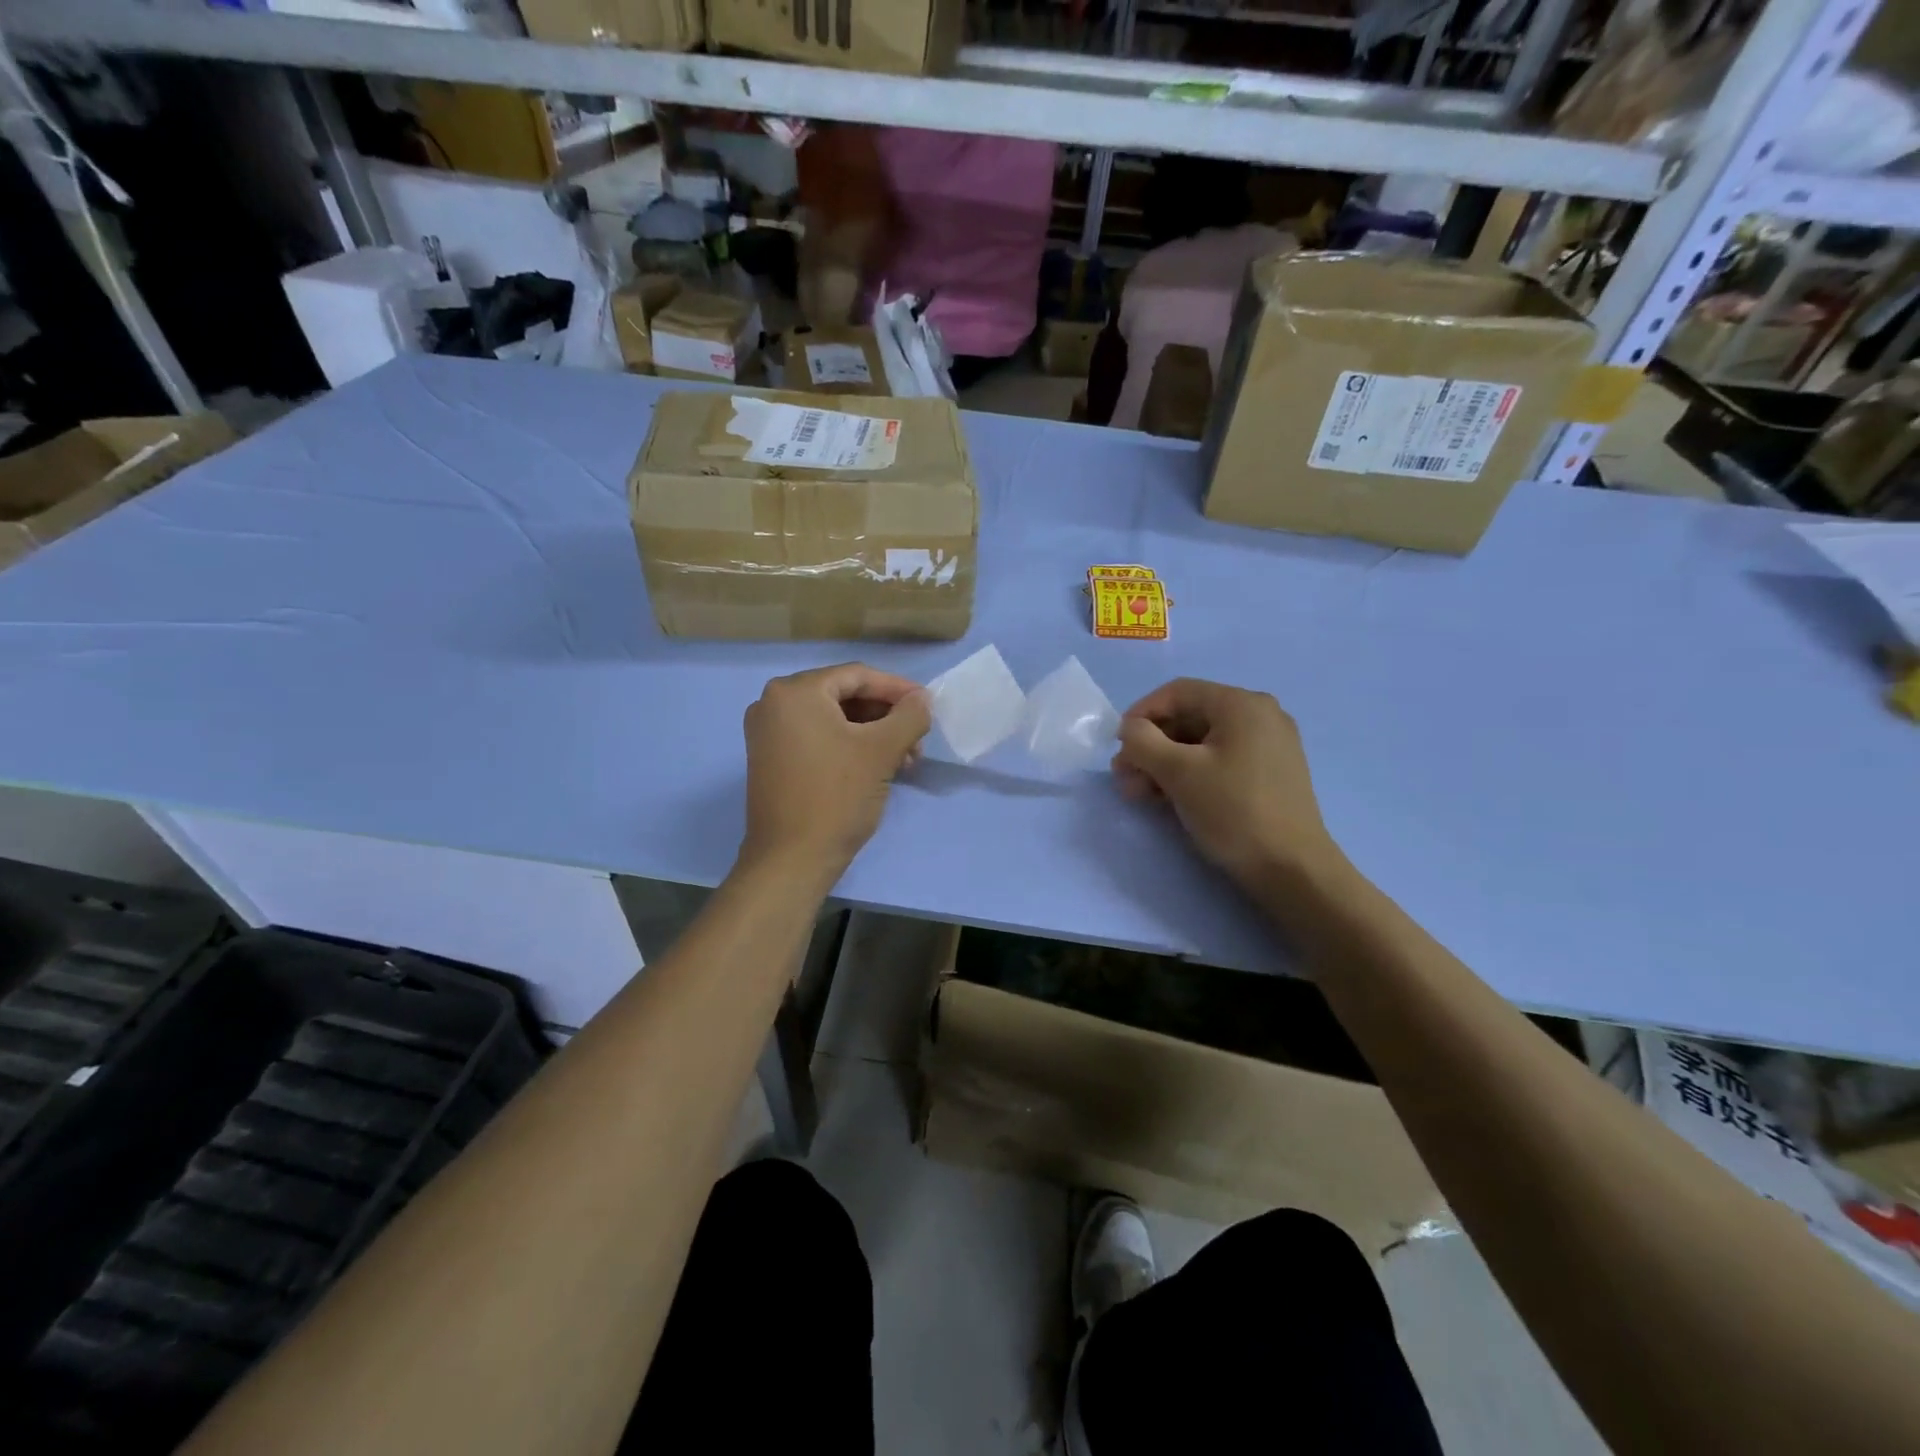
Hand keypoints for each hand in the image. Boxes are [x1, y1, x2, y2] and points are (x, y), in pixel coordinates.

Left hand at [739, 663, 930, 882]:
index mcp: (795, 691)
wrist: (791, 860)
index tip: (927, 706)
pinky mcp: (771, 760)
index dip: (897, 689)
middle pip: (844, 696)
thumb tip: (922, 700)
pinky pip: (817, 739)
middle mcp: (773, 703)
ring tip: (905, 760)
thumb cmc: (837, 797)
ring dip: (872, 734)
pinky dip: (849, 747)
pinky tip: (878, 767)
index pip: (857, 675)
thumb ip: (909, 716)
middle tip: (917, 739)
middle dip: (886, 716)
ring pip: (833, 720)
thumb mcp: (882, 751)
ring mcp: (768, 733)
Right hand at [1112, 679, 1343, 889]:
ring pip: (1201, 743)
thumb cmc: (1233, 811)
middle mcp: (1260, 716)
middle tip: (1125, 778)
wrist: (1292, 869)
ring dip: (1164, 764)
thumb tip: (1131, 730)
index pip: (1177, 692)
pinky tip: (1169, 799)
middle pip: (1188, 718)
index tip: (1118, 746)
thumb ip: (1142, 741)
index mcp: (1242, 704)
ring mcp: (1269, 746)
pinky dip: (1190, 774)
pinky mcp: (1270, 774)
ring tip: (1141, 795)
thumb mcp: (1178, 772)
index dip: (1140, 714)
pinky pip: (1220, 761)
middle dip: (1150, 746)